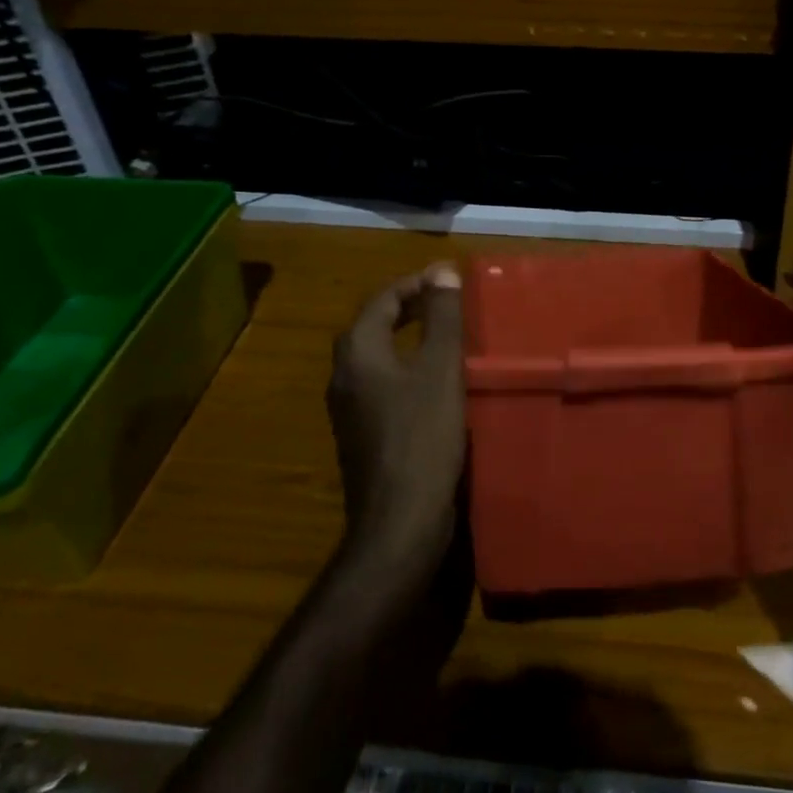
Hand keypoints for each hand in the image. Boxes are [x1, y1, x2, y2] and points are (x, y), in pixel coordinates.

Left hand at [327, 264, 466, 554]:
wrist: (400, 522)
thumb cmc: (422, 438)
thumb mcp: (440, 370)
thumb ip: (442, 318)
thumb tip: (442, 270)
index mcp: (357, 354)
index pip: (381, 301)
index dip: (414, 284)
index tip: (448, 280)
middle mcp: (344, 377)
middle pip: (373, 327)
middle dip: (409, 308)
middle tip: (447, 302)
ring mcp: (350, 410)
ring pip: (378, 358)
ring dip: (408, 339)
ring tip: (446, 336)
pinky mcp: (363, 436)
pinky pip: (383, 386)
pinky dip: (407, 370)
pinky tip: (436, 383)